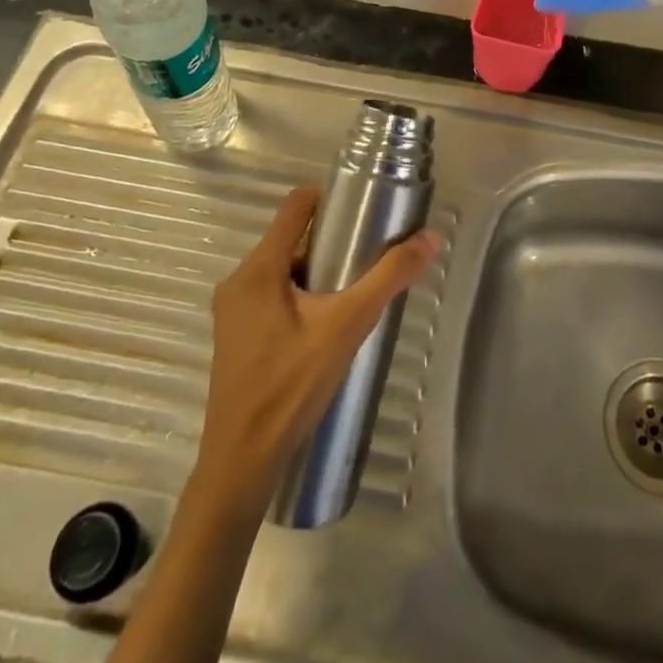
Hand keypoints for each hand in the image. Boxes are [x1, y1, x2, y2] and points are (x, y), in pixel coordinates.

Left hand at [196, 186, 440, 499]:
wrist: (242, 464)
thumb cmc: (290, 388)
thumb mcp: (347, 326)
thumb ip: (388, 278)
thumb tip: (430, 238)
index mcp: (258, 269)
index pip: (295, 206)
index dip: (330, 197)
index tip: (365, 207)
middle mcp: (239, 281)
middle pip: (291, 238)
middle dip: (331, 239)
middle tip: (370, 253)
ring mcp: (233, 312)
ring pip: (283, 269)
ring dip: (318, 270)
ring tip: (355, 288)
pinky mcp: (236, 337)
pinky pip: (273, 296)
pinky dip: (302, 295)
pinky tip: (328, 322)